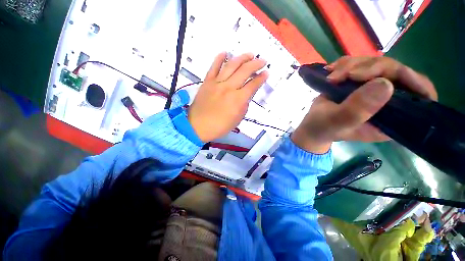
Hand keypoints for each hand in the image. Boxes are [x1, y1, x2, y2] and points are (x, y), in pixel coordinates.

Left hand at [188, 53, 268, 141]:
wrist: (198, 126)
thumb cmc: (219, 126)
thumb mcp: (237, 119)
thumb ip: (244, 105)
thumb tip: (245, 95)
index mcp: (238, 100)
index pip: (253, 85)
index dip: (261, 78)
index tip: (266, 73)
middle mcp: (229, 88)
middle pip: (244, 71)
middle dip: (256, 64)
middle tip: (262, 61)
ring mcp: (217, 83)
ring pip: (231, 65)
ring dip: (242, 58)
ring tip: (250, 55)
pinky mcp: (207, 82)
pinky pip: (213, 67)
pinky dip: (219, 58)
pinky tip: (225, 52)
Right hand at [292, 56, 437, 153]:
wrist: (312, 124)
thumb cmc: (323, 128)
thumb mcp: (337, 122)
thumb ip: (357, 110)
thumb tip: (385, 84)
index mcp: (392, 118)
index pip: (420, 96)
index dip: (414, 81)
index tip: (392, 72)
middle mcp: (389, 101)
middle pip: (396, 72)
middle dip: (371, 68)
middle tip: (347, 74)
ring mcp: (374, 89)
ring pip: (377, 63)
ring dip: (353, 65)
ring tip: (332, 76)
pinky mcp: (360, 82)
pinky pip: (360, 63)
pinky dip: (345, 63)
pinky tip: (331, 70)